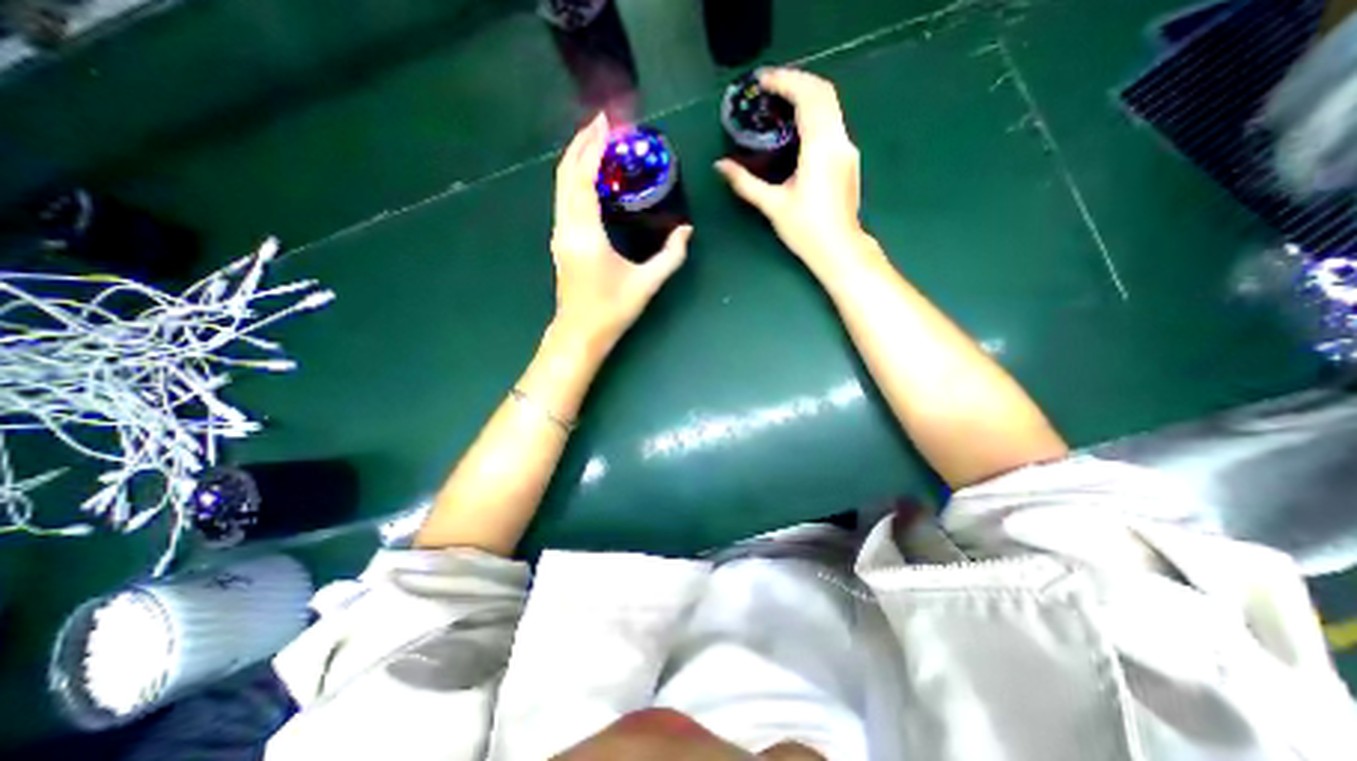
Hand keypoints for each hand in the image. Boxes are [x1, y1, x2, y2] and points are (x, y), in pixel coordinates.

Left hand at [550, 112, 691, 350]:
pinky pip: (564, 199)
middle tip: (602, 123)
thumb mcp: (647, 283)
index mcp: (586, 233)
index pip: (583, 178)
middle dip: (581, 143)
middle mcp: (567, 227)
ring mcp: (560, 234)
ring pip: (561, 186)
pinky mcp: (561, 242)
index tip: (607, 123)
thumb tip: (686, 232)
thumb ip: (671, 256)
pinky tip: (590, 177)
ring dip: (576, 159)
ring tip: (596, 142)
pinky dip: (574, 179)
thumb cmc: (612, 310)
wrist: (580, 334)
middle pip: (565, 174)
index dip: (593, 147)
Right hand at [715, 66, 861, 270]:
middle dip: (797, 81)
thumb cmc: (806, 229)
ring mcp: (847, 148)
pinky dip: (814, 112)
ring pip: (831, 106)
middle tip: (770, 87)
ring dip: (807, 95)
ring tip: (780, 102)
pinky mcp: (848, 158)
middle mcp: (838, 141)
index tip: (762, 81)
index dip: (785, 82)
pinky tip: (797, 126)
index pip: (808, 97)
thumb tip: (720, 166)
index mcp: (820, 148)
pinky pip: (832, 122)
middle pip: (823, 92)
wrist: (839, 248)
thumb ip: (745, 183)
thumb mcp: (772, 205)